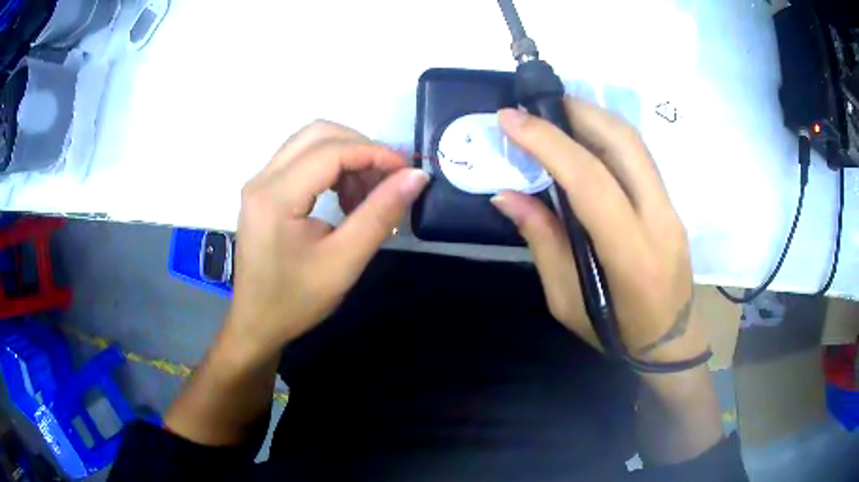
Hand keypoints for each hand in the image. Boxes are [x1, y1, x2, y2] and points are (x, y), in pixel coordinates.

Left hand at [224, 120, 428, 362]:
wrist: (257, 323)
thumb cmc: (296, 300)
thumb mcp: (344, 261)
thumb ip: (380, 214)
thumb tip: (416, 176)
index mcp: (276, 196)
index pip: (331, 151)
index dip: (375, 153)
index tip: (407, 172)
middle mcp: (262, 178)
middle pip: (319, 133)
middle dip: (361, 148)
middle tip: (388, 179)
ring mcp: (260, 182)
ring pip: (310, 142)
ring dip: (346, 156)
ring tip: (367, 194)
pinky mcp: (263, 191)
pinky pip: (301, 160)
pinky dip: (331, 167)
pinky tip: (346, 197)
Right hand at [492, 98, 708, 364]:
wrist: (672, 340)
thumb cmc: (617, 333)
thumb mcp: (567, 301)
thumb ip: (542, 242)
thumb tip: (507, 194)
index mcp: (631, 254)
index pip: (591, 180)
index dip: (548, 142)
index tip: (510, 119)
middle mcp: (659, 220)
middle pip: (624, 143)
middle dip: (577, 111)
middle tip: (536, 105)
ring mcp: (671, 208)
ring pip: (635, 144)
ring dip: (593, 118)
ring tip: (556, 114)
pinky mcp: (671, 205)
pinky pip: (639, 158)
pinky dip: (608, 137)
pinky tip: (584, 139)